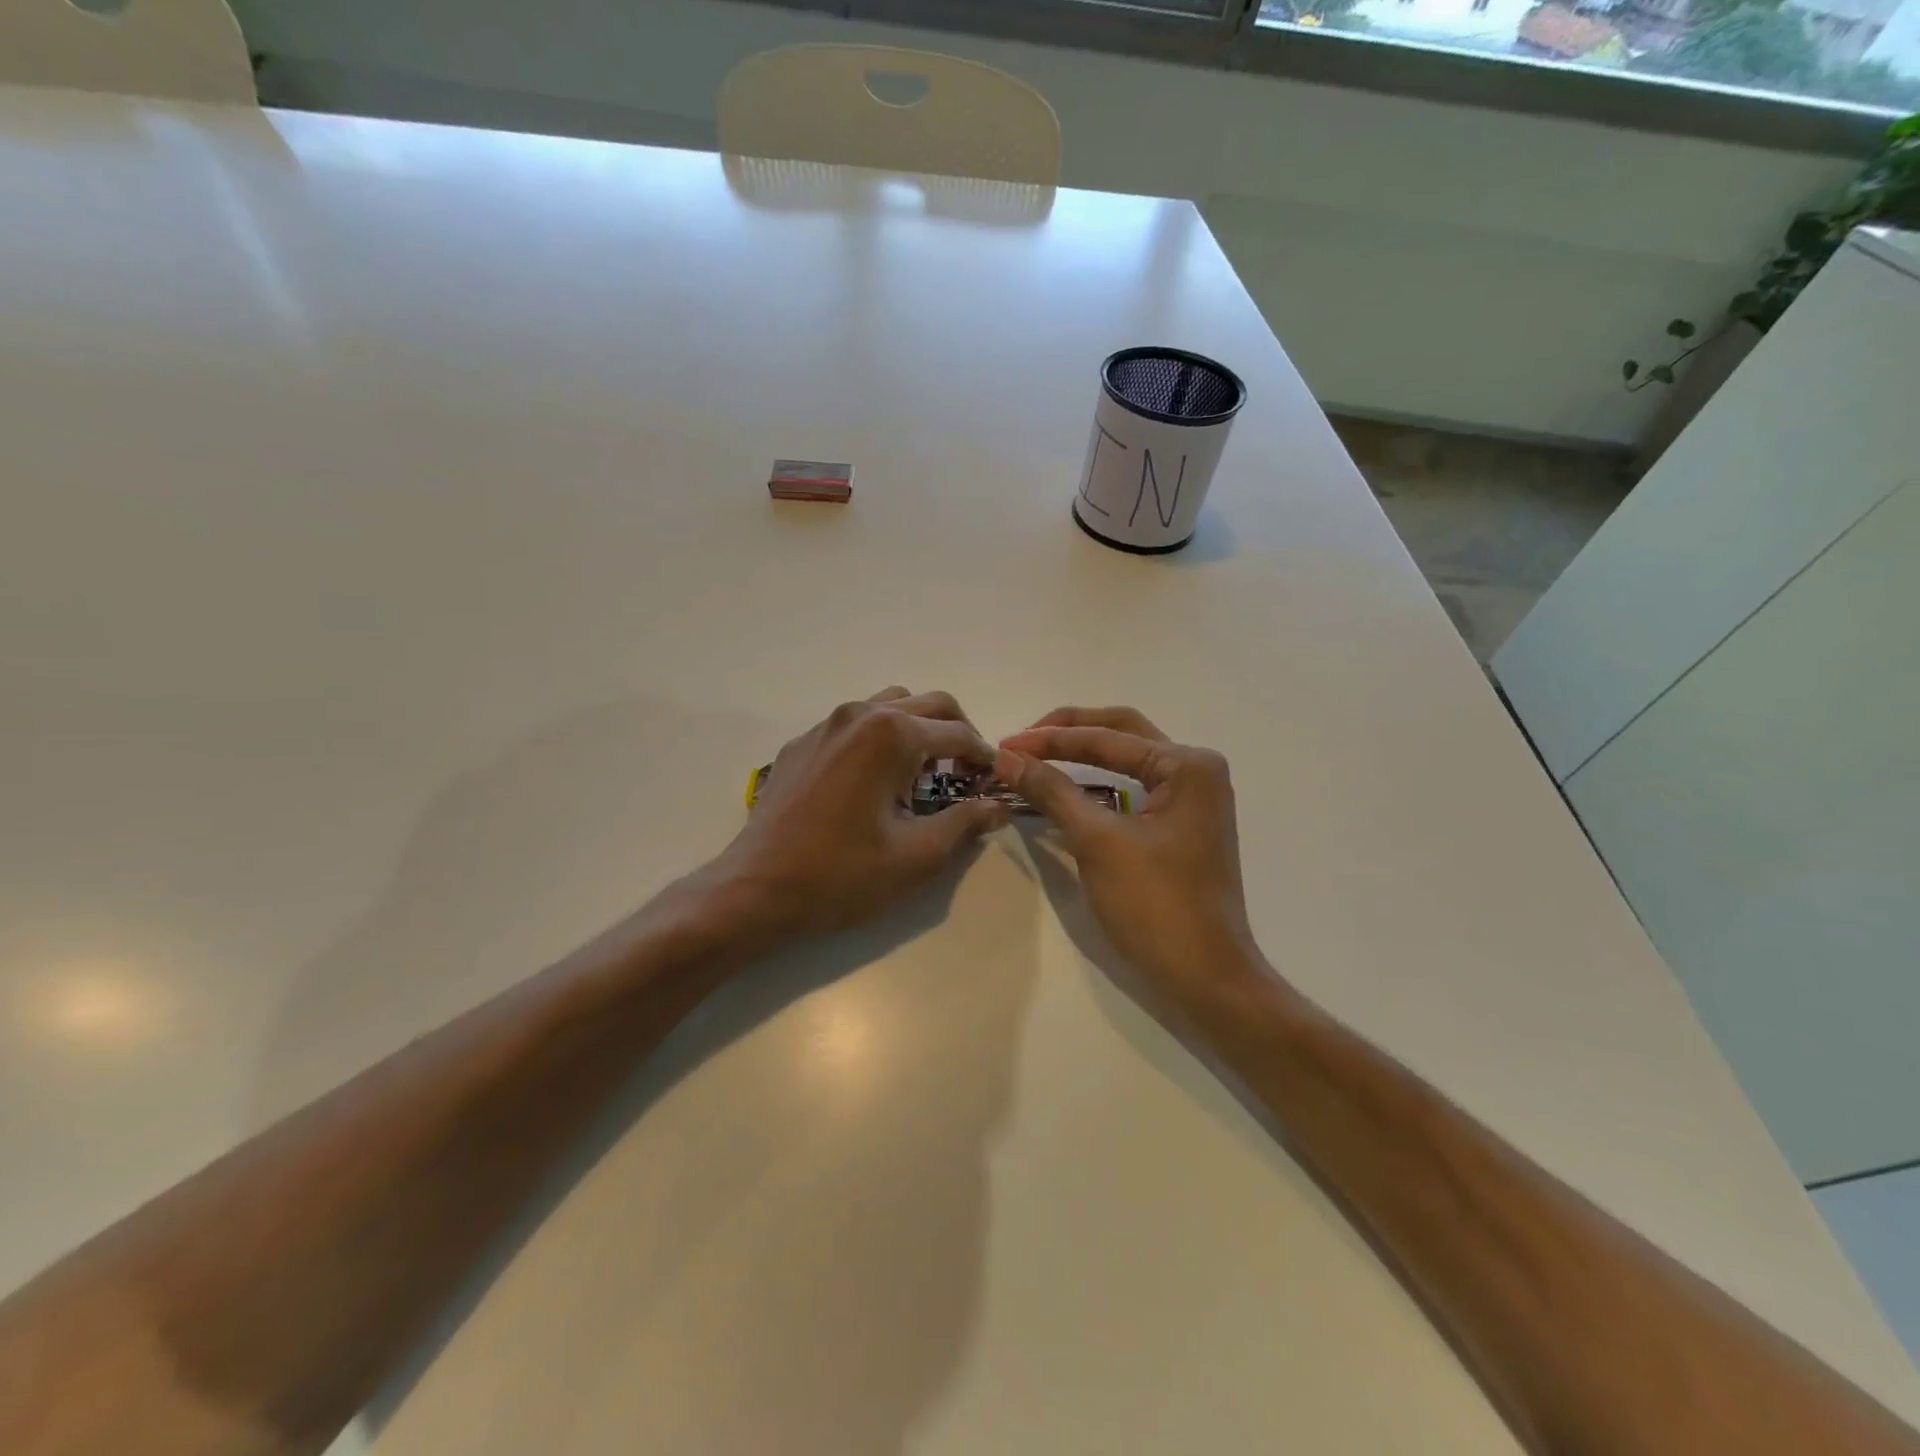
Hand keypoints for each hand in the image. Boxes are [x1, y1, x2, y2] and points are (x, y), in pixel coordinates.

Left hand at [716, 687, 1006, 938]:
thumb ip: (964, 823)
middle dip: (958, 733)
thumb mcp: (917, 856)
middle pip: (930, 704)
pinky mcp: (803, 743)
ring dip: (919, 728)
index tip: (995, 783)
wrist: (757, 889)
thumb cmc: (843, 874)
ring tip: (924, 771)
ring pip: (890, 705)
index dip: (985, 758)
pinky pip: (855, 724)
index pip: (959, 734)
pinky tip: (876, 780)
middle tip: (968, 772)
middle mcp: (860, 714)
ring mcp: (826, 724)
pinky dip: (881, 738)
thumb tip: (997, 806)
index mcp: (892, 734)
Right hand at [996, 707, 1259, 999]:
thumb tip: (1007, 758)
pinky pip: (1134, 787)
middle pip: (1122, 733)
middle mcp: (1196, 770)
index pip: (1107, 738)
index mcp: (1187, 765)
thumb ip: (1052, 791)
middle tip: (1021, 741)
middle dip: (1069, 732)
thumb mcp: (1097, 841)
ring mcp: (1193, 798)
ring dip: (1083, 753)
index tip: (1004, 746)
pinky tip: (1068, 787)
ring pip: (1128, 760)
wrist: (1206, 977)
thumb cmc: (1155, 904)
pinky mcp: (1182, 824)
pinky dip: (1099, 783)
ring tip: (1037, 756)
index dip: (1050, 740)